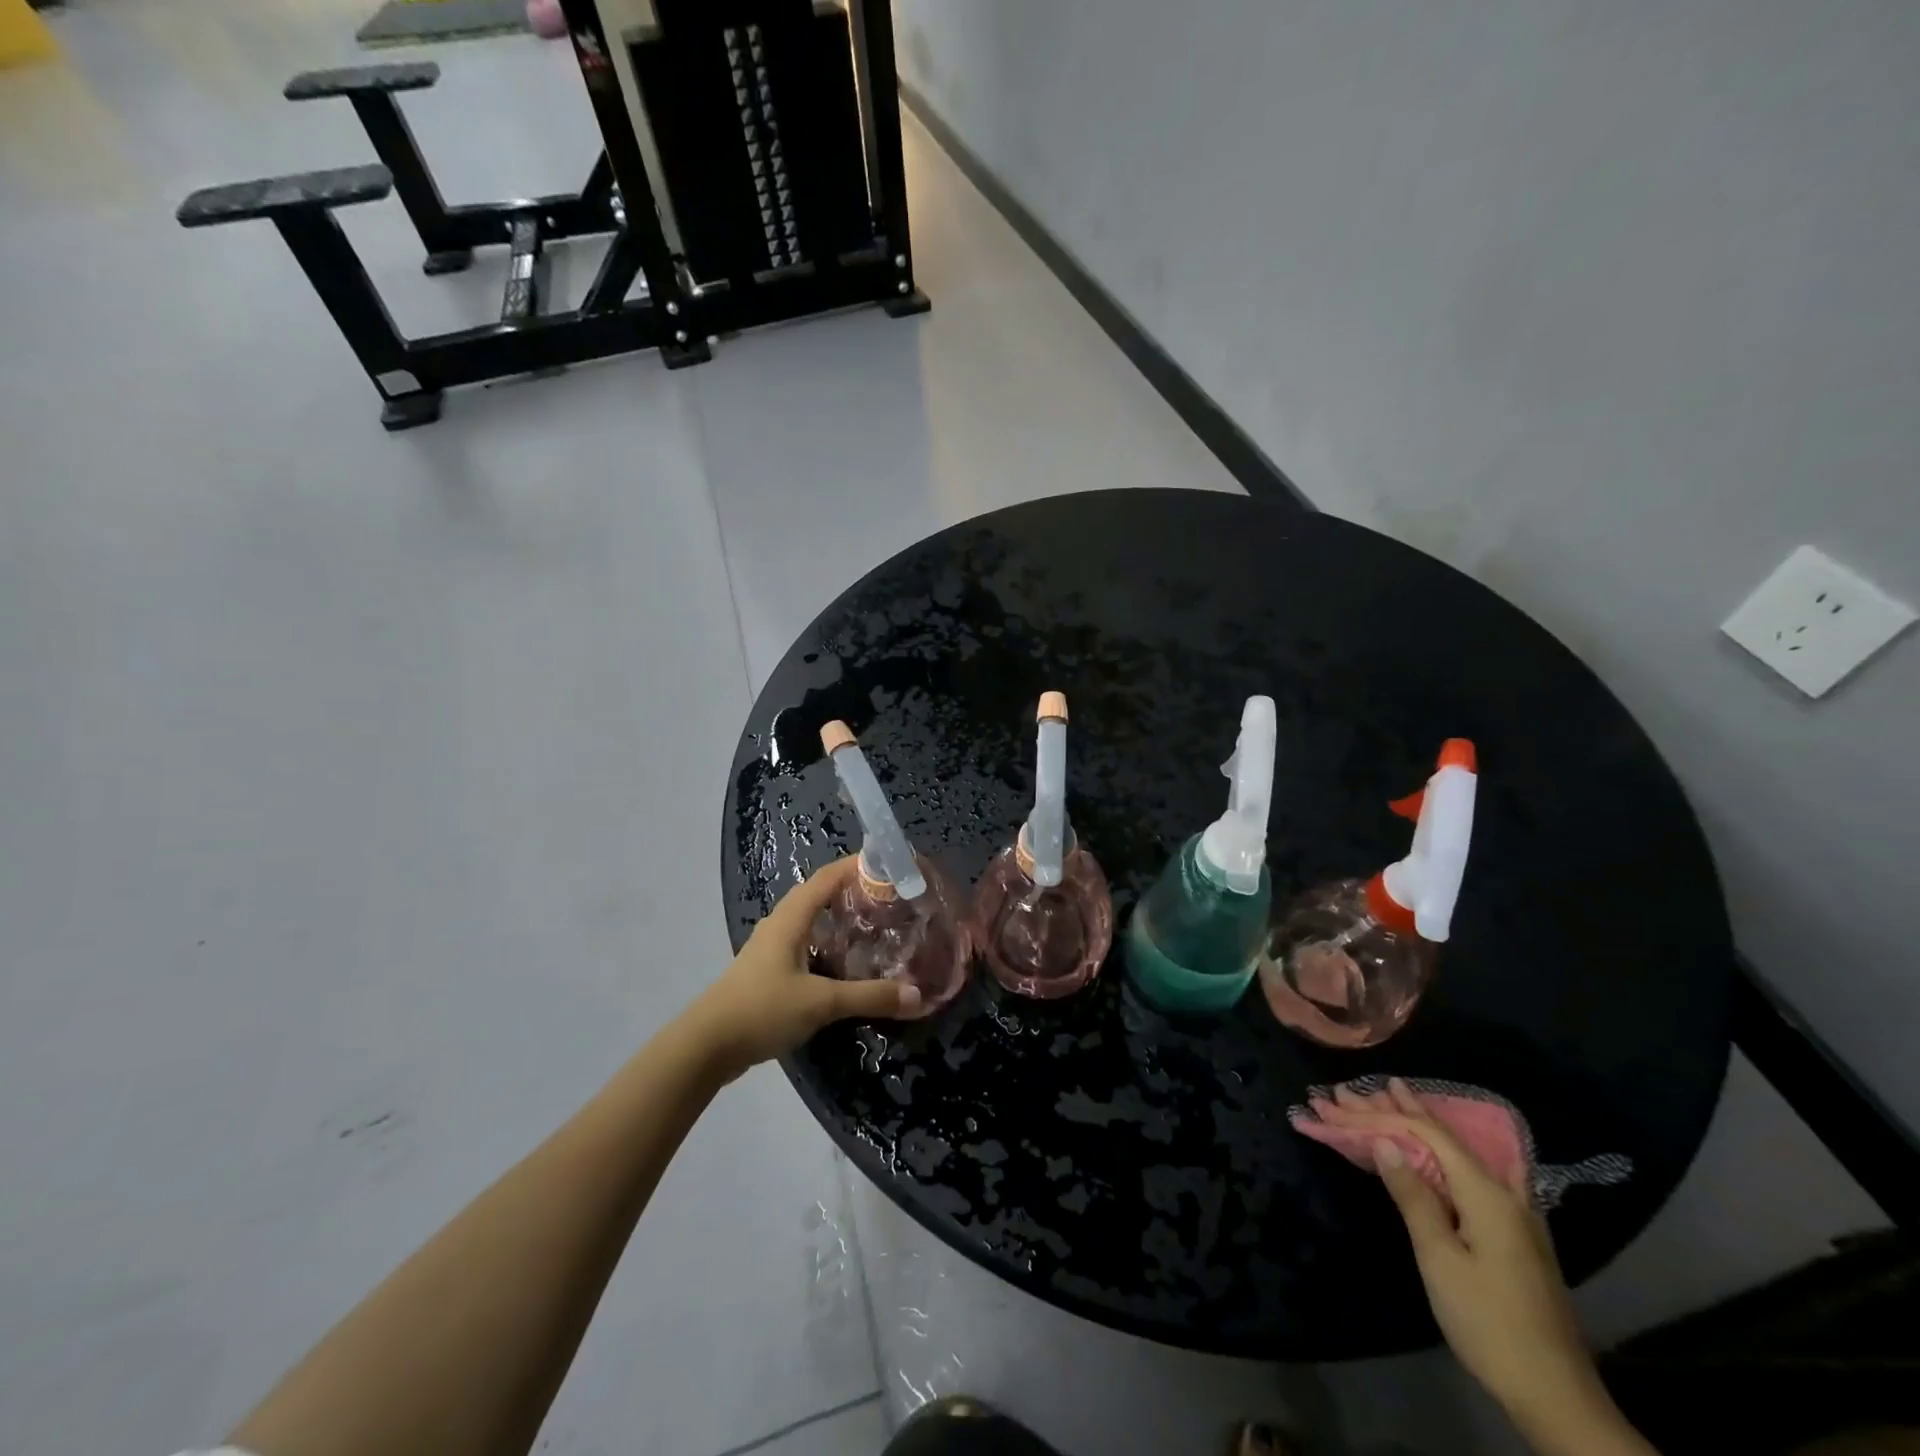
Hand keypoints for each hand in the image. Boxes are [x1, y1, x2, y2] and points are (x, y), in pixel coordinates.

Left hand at [681, 857, 919, 1080]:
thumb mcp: (821, 1003)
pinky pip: (804, 944)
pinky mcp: (767, 971)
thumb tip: (917, 995)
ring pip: (810, 921)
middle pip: (819, 894)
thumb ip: (869, 997)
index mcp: (791, 918)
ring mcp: (771, 948)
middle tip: (889, 899)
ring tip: (874, 926)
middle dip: (853, 891)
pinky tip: (845, 964)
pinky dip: (827, 943)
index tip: (889, 865)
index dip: (857, 866)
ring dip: (838, 918)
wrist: (706, 1046)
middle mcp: (780, 925)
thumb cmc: (763, 1009)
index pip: (827, 877)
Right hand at [1318, 1080, 1652, 1455]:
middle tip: (1348, 1090)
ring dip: (1419, 1124)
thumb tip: (1385, 1142)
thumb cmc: (1487, 1321)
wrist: (1556, 1395)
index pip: (1424, 1135)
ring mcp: (1515, 1212)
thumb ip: (1413, 1196)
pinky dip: (1450, 1148)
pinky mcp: (1513, 1232)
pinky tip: (1458, 1140)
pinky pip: (1474, 1170)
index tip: (1337, 1103)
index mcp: (1485, 1193)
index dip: (1378, 1116)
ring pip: (1458, 1151)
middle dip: (1392, 1110)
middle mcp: (1504, 1191)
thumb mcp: (1440, 1258)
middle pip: (1440, 1138)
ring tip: (1393, 1092)